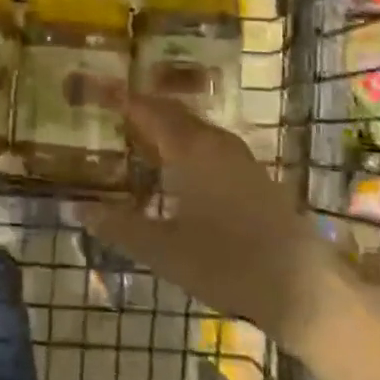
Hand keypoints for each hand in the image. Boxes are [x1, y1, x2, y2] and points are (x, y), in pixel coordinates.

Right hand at [76, 94, 331, 340]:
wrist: (302, 288)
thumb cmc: (226, 262)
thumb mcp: (162, 250)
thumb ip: (118, 226)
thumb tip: (76, 208)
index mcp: (190, 149)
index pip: (148, 110)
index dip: (120, 99)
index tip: (95, 91)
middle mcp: (215, 142)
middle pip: (172, 113)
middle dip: (142, 109)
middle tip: (111, 112)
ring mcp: (239, 157)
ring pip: (194, 129)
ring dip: (165, 127)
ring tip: (137, 138)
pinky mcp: (254, 176)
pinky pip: (209, 144)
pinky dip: (184, 144)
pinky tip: (175, 169)